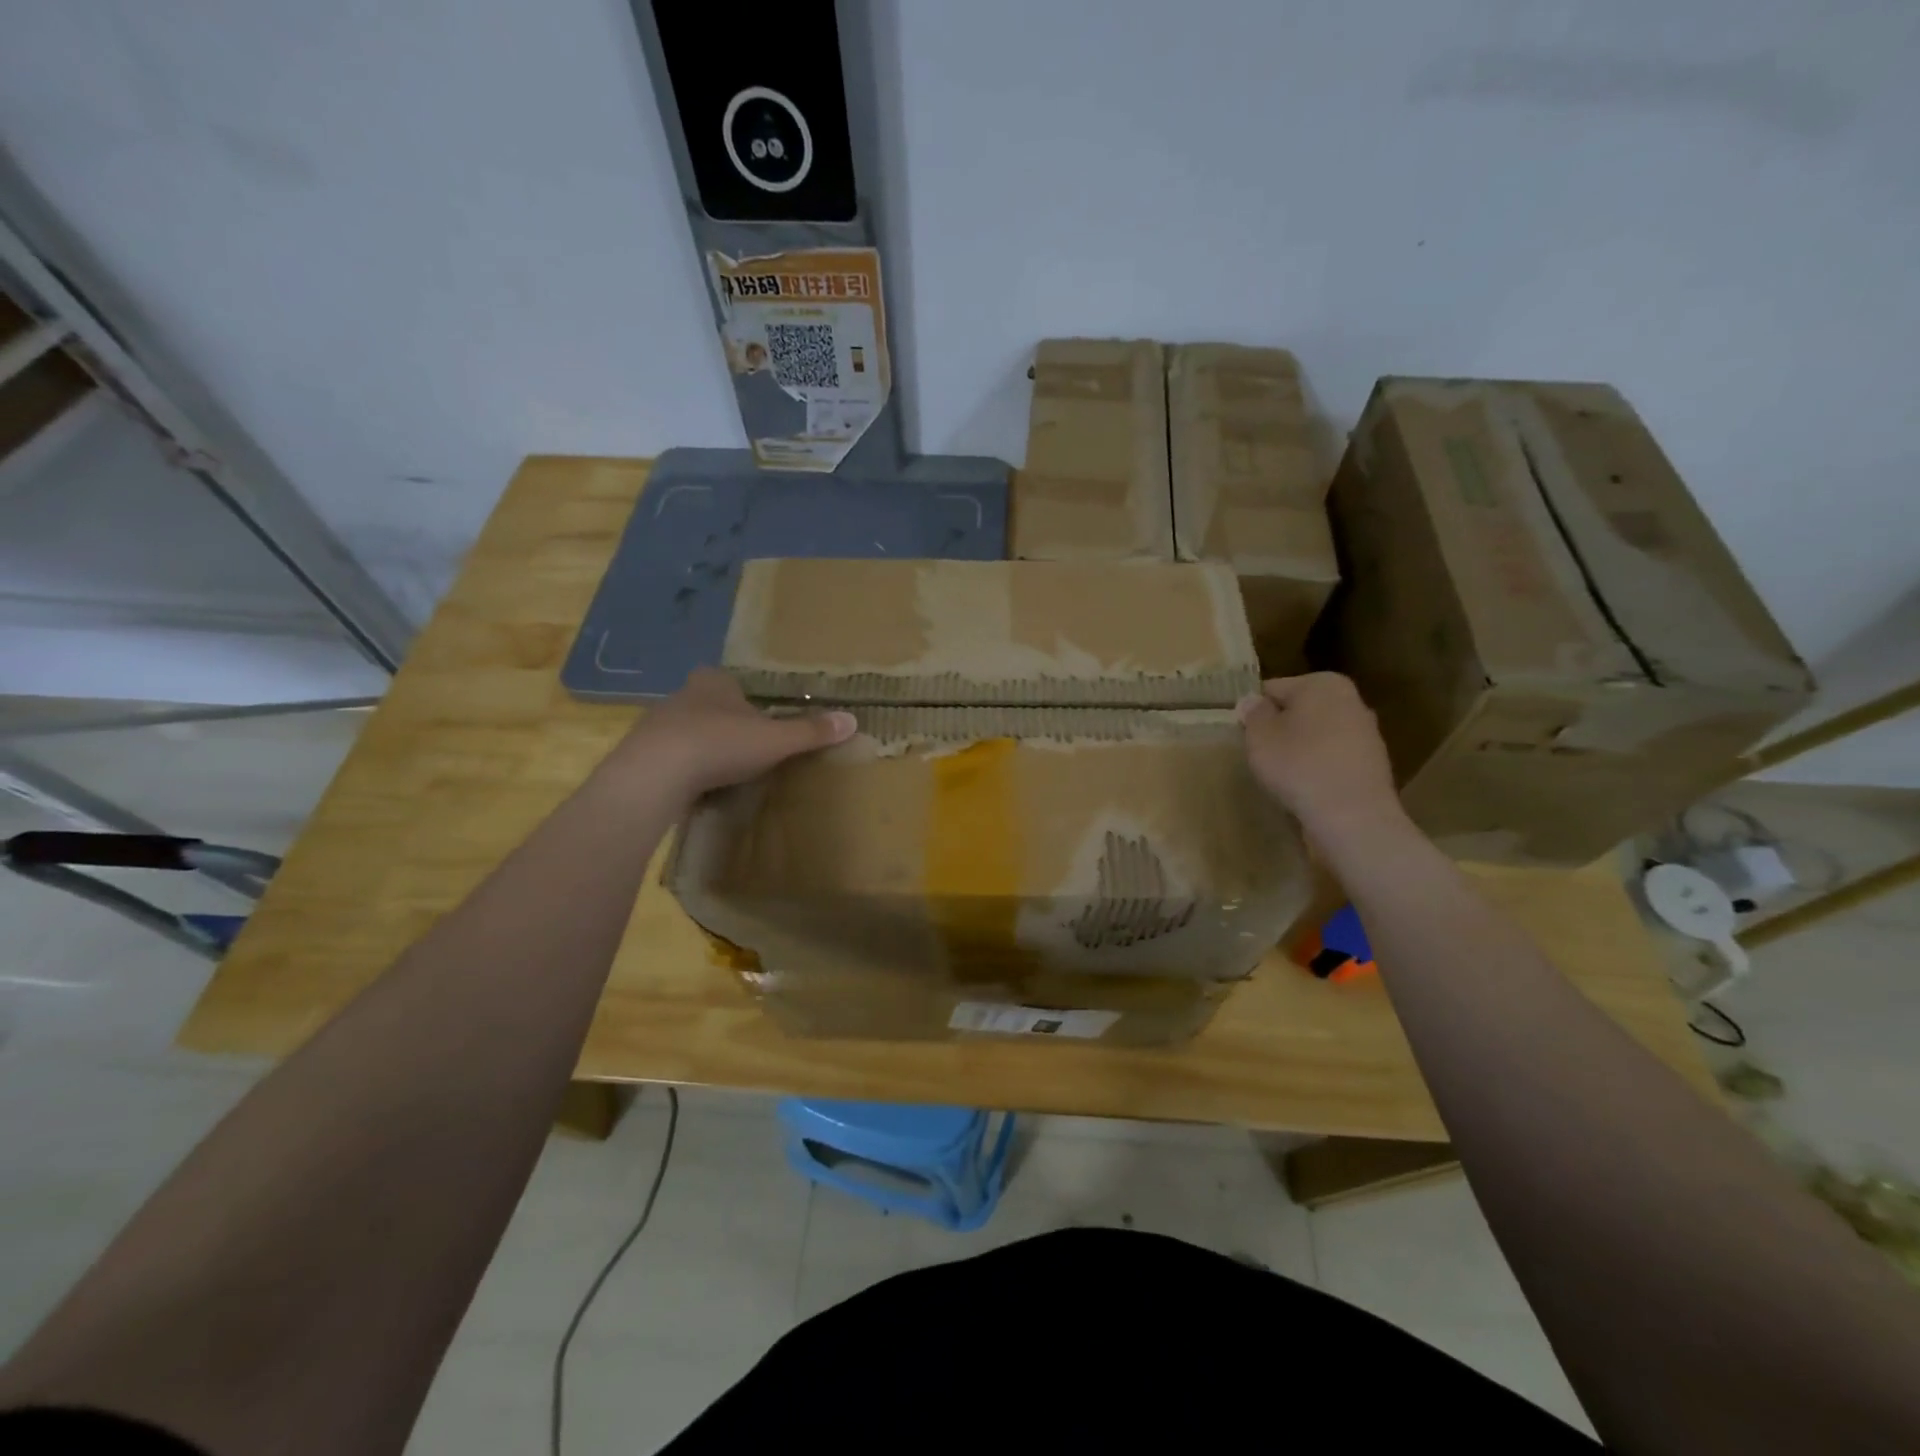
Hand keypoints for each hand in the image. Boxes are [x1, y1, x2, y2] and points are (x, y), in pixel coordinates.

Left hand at [611, 668, 855, 797]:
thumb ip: (811, 731)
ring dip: (701, 747)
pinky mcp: (639, 754)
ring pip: (686, 731)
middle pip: (708, 705)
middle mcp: (682, 695)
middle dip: (724, 723)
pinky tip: (693, 788)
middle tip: (744, 747)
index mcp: (714, 682)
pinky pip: (668, 758)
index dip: (745, 698)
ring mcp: (655, 724)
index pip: (731, 682)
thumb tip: (852, 720)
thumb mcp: (776, 739)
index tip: (758, 719)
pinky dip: (681, 770)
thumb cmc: (721, 744)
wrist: (655, 773)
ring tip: (720, 773)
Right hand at [1236, 673, 1404, 842]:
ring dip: (1299, 748)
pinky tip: (1306, 787)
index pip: (1273, 689)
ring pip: (1317, 734)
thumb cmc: (1299, 766)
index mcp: (1322, 683)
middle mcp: (1350, 699)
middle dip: (1280, 727)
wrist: (1352, 816)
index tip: (1243, 734)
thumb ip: (1253, 714)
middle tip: (1260, 754)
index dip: (1254, 711)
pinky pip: (1332, 758)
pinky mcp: (1372, 764)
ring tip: (1282, 774)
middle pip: (1299, 710)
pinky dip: (1318, 767)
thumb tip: (1252, 701)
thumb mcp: (1259, 737)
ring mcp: (1366, 732)